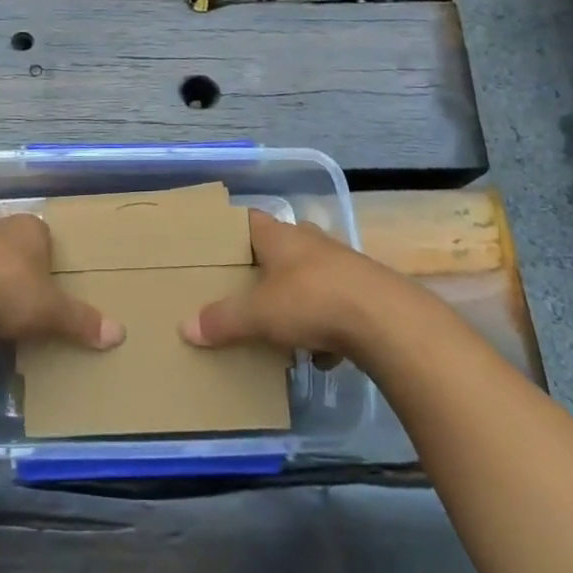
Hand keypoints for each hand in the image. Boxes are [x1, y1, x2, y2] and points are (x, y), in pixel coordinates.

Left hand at [0, 215, 125, 349]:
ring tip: (0, 315)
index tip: (53, 288)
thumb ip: (82, 321)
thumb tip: (120, 334)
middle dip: (22, 272)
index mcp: (30, 227)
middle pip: (18, 249)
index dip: (51, 262)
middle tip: (30, 304)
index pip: (47, 238)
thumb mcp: (50, 311)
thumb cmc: (7, 292)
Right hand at [180, 211, 400, 360]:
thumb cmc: (312, 301)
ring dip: (295, 297)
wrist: (386, 320)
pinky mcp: (364, 292)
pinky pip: (334, 304)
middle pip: (279, 247)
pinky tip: (319, 352)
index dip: (230, 229)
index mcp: (280, 237)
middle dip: (263, 266)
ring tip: (278, 324)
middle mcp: (310, 241)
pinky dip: (324, 325)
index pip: (248, 219)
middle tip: (241, 288)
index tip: (214, 244)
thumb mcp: (259, 315)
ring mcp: (341, 264)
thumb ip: (223, 320)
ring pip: (309, 276)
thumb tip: (186, 327)